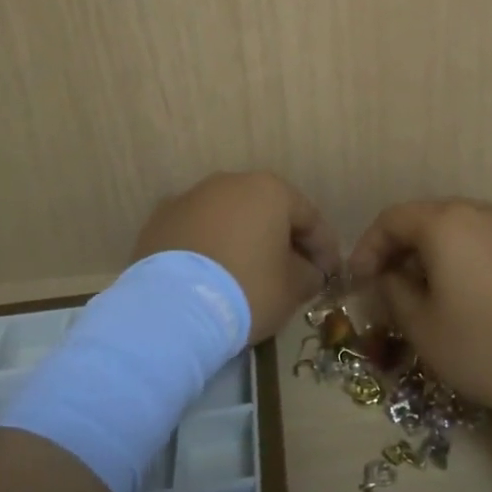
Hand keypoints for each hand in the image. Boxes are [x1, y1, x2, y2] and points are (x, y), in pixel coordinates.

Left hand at [133, 172, 341, 342]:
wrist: (171, 308)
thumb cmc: (247, 290)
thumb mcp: (292, 289)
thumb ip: (309, 274)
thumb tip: (309, 272)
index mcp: (269, 190)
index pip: (309, 217)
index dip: (325, 248)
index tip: (331, 275)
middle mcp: (229, 183)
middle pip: (267, 212)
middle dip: (283, 240)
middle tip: (293, 273)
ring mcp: (190, 198)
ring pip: (229, 219)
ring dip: (244, 241)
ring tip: (249, 274)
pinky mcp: (160, 221)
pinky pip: (198, 233)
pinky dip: (210, 249)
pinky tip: (213, 277)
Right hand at [349, 199, 491, 417]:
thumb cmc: (491, 346)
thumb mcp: (425, 330)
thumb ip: (395, 294)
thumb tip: (390, 278)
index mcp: (446, 223)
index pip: (392, 220)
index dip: (367, 247)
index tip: (357, 281)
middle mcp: (482, 211)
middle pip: (428, 218)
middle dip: (402, 249)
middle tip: (389, 286)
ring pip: (462, 228)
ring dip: (437, 252)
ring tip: (431, 289)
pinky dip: (472, 256)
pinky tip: (477, 288)